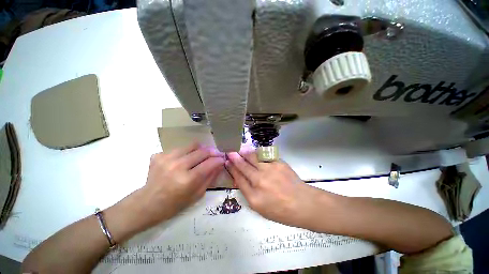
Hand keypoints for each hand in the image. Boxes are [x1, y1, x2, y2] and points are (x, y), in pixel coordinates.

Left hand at [138, 143, 224, 227]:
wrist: (147, 204)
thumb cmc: (174, 204)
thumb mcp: (197, 195)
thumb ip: (210, 177)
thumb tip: (220, 164)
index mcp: (188, 180)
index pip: (210, 163)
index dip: (219, 159)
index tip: (223, 159)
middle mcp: (178, 166)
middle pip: (202, 151)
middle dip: (213, 152)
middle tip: (216, 154)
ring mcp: (167, 158)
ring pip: (192, 145)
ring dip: (201, 149)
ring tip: (202, 155)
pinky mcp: (159, 155)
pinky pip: (180, 148)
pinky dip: (187, 152)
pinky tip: (185, 159)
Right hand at [226, 150, 323, 228]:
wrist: (302, 203)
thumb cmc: (280, 210)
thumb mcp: (260, 207)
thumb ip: (248, 192)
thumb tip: (240, 177)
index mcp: (254, 197)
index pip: (238, 178)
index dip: (232, 169)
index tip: (227, 163)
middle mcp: (259, 181)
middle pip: (243, 166)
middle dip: (235, 158)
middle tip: (230, 152)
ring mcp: (270, 170)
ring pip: (253, 157)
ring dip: (245, 153)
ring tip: (241, 150)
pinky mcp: (278, 163)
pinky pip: (264, 155)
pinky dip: (258, 154)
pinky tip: (255, 153)